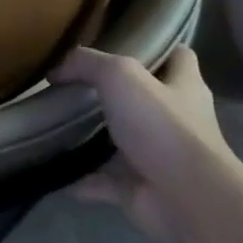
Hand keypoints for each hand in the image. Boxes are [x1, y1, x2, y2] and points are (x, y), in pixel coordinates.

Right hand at [49, 45, 231, 242]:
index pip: (179, 57)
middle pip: (147, 100)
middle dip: (116, 95)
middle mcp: (177, 121)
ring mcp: (160, 157)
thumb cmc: (161, 127)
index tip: (121, 44)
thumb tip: (56, 72)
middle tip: (75, 86)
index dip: (156, 48)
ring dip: (95, 139)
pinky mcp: (142, 189)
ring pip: (124, 142)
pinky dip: (83, 180)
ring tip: (58, 126)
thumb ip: (88, 64)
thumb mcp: (120, 76)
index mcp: (184, 87)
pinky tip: (57, 173)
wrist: (186, 198)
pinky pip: (105, 182)